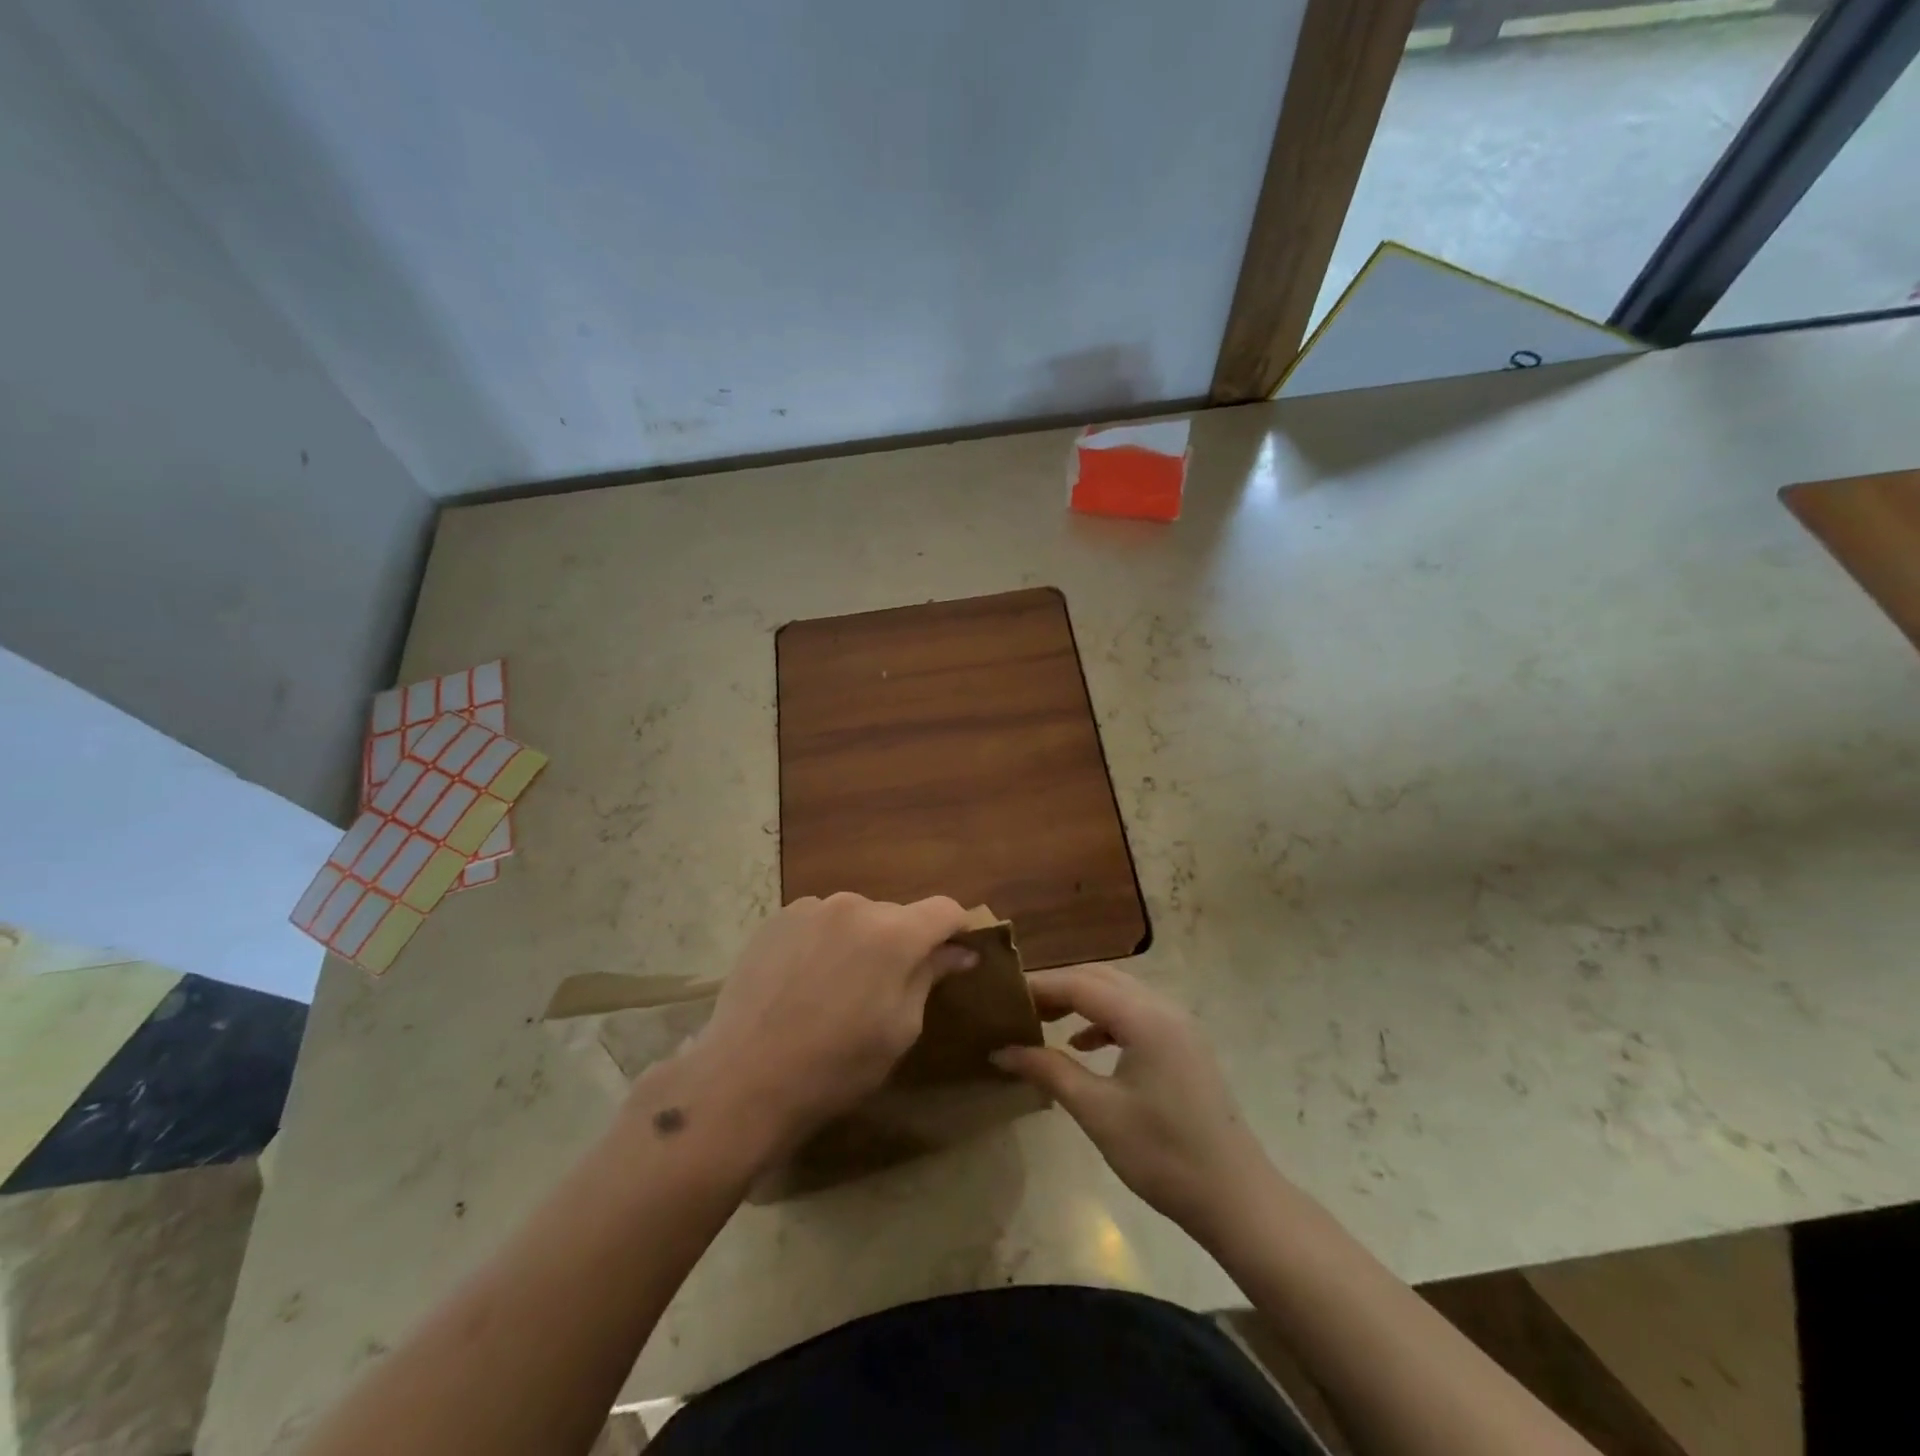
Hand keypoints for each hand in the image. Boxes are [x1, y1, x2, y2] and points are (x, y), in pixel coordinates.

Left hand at [682, 892, 976, 1158]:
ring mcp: (811, 908)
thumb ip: (930, 977)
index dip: (957, 929)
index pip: (944, 909)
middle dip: (902, 943)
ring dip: (860, 941)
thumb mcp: (899, 1029)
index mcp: (894, 933)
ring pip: (855, 918)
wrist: (744, 1078)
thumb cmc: (836, 1065)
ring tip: (837, 987)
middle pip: (896, 915)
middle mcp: (854, 905)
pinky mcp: (777, 918)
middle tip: (886, 988)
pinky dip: (824, 942)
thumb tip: (959, 951)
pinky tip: (804, 981)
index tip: (956, 954)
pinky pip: (818, 922)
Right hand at [991, 963, 1269, 1238]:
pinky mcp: (1183, 1044)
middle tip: (1018, 1005)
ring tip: (1043, 1020)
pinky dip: (1104, 1019)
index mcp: (1145, 1017)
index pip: (1080, 984)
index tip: (1001, 995)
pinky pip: (1135, 1013)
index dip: (1039, 986)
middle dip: (1058, 987)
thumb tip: (1002, 1050)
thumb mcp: (1098, 1112)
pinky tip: (1082, 1044)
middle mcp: (1163, 1007)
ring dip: (1080, 1000)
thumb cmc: (1163, 1155)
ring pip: (1118, 992)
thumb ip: (1049, 1071)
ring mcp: (1178, 1024)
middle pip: (1100, 978)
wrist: (1236, 1198)